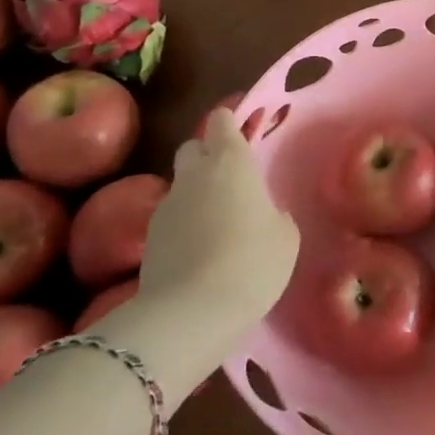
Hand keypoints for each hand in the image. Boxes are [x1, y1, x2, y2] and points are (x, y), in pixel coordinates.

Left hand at [140, 109, 298, 333]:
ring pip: (181, 185)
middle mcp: (194, 174)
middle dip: (207, 155)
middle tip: (231, 181)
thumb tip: (264, 214)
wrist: (191, 313)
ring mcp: (166, 206)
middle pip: (193, 147)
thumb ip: (275, 214)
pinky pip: (172, 218)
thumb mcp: (285, 237)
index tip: (243, 137)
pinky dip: (185, 226)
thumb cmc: (253, 262)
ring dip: (197, 194)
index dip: (231, 124)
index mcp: (231, 162)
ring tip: (219, 225)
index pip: (221, 120)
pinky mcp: (148, 239)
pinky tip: (201, 253)